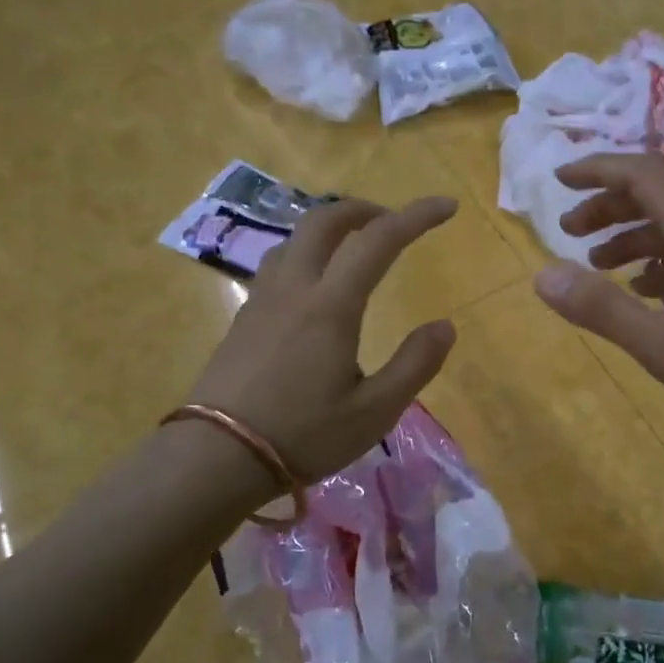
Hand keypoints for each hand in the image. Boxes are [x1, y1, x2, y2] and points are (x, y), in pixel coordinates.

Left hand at [186, 196, 458, 482]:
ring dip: (332, 228)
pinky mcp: (244, 317)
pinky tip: (314, 284)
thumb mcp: (374, 412)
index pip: (378, 240)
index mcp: (331, 305)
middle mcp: (294, 287)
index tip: (446, 207)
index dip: (416, 216)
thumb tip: (444, 326)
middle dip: (365, 210)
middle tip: (393, 223)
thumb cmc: (303, 436)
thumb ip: (415, 365)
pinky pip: (279, 262)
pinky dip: (308, 252)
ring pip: (296, 238)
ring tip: (355, 247)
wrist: (217, 455)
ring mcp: (262, 299)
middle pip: (326, 220)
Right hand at [530, 154, 663, 436]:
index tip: (559, 181)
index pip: (641, 173)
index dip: (596, 170)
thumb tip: (541, 276)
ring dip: (635, 237)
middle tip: (571, 234)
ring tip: (603, 268)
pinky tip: (654, 296)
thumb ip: (601, 309)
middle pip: (658, 195)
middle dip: (608, 208)